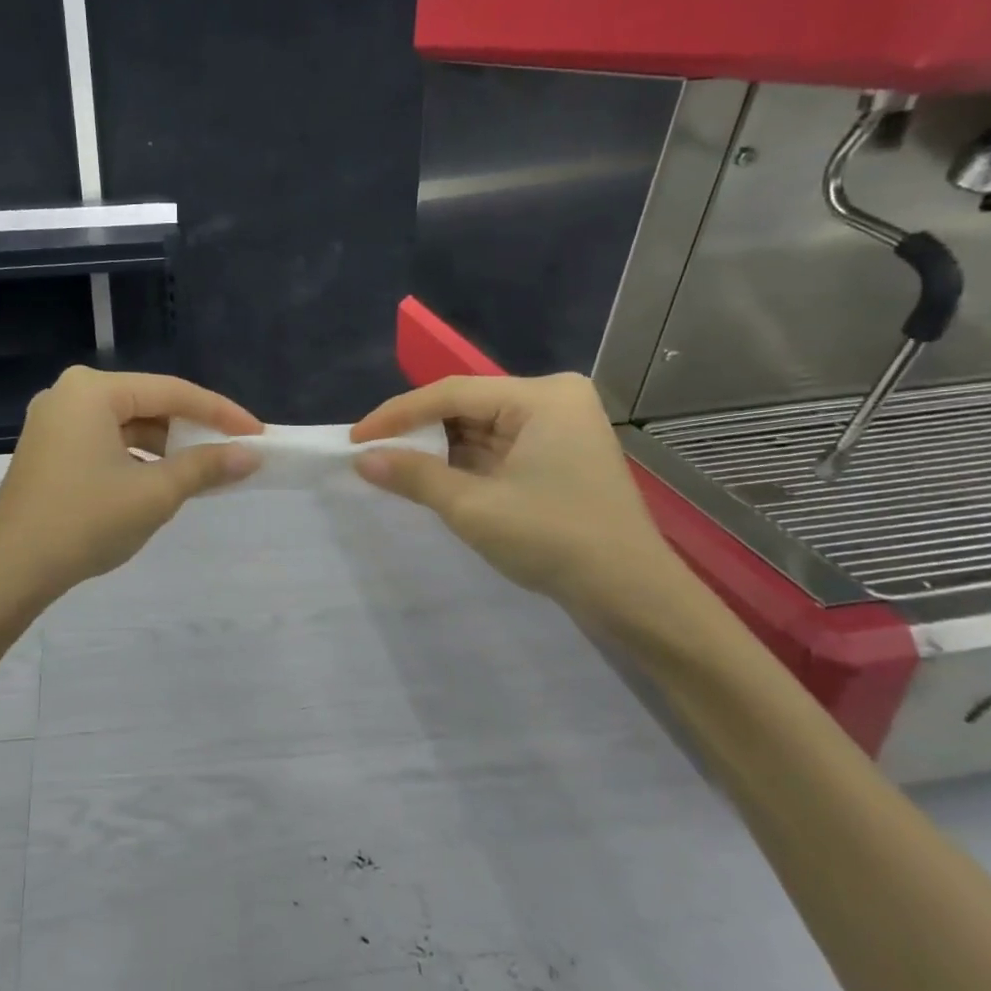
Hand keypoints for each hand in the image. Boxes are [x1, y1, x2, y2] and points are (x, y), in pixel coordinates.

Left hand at [0, 367, 261, 601]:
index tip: (258, 433)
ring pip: (127, 426)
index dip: (220, 412)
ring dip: (165, 448)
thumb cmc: (85, 522)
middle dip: (191, 431)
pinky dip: (137, 459)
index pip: (172, 392)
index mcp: (92, 390)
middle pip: (148, 404)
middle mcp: (69, 394)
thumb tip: (249, 455)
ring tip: (202, 473)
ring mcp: (54, 422)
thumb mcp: (154, 493)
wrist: (10, 571)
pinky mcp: (48, 449)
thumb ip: (205, 466)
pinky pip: (105, 442)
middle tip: (233, 452)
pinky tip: (160, 482)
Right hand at [350, 374, 679, 614]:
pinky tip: (433, 477)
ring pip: (480, 429)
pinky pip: (498, 448)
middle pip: (467, 407)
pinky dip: (464, 464)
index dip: (398, 414)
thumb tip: (361, 458)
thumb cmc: (555, 540)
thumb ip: (414, 476)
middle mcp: (553, 401)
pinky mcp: (559, 456)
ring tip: (393, 466)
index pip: (452, 393)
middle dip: (419, 432)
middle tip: (372, 452)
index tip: (356, 438)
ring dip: (439, 450)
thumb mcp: (473, 507)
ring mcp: (560, 429)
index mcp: (542, 397)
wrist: (634, 597)